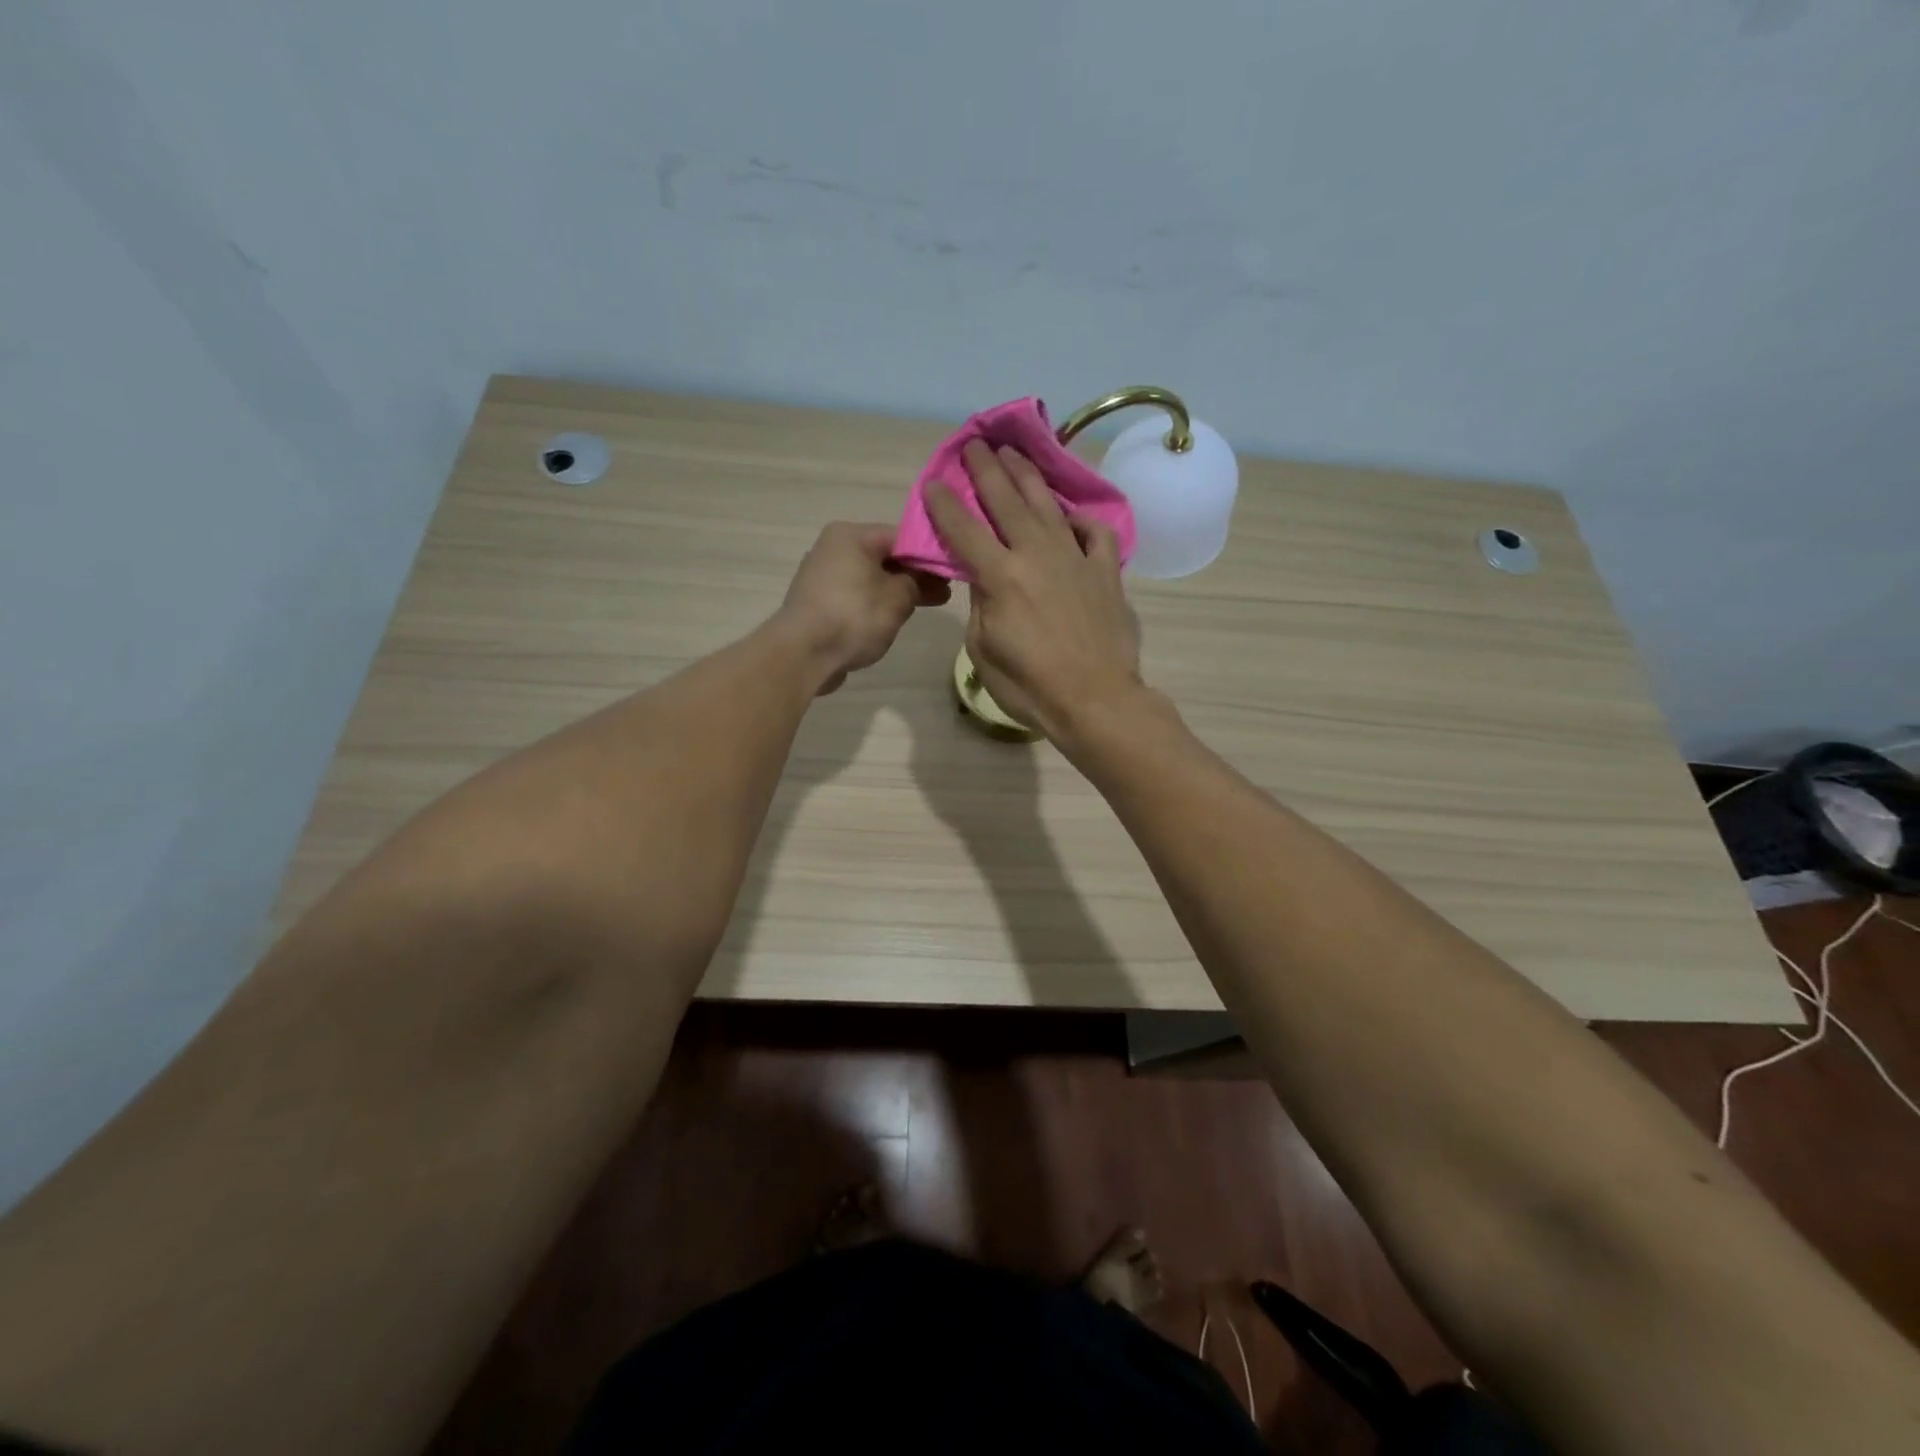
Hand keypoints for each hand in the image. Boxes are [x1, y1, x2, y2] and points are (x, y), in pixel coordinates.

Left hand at [775, 522, 949, 694]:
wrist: (803, 655)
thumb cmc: (854, 616)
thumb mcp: (898, 597)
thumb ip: (917, 582)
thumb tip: (922, 579)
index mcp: (850, 535)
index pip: (901, 535)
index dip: (929, 553)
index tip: (951, 571)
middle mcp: (832, 548)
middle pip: (884, 556)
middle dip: (916, 574)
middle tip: (946, 591)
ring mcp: (822, 577)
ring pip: (871, 578)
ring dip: (898, 590)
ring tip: (928, 605)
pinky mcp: (819, 604)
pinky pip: (857, 597)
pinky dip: (877, 604)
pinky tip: (895, 618)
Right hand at [924, 441, 1142, 741]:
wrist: (1096, 699)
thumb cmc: (1030, 686)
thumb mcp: (984, 651)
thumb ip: (981, 606)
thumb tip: (984, 579)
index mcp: (1001, 576)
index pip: (963, 529)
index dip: (944, 503)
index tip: (933, 482)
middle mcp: (1036, 555)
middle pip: (1006, 501)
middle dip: (986, 469)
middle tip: (975, 444)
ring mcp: (1076, 559)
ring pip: (1048, 506)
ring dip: (1028, 477)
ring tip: (1014, 455)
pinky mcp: (1106, 572)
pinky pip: (1096, 534)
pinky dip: (1083, 520)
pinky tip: (1072, 516)